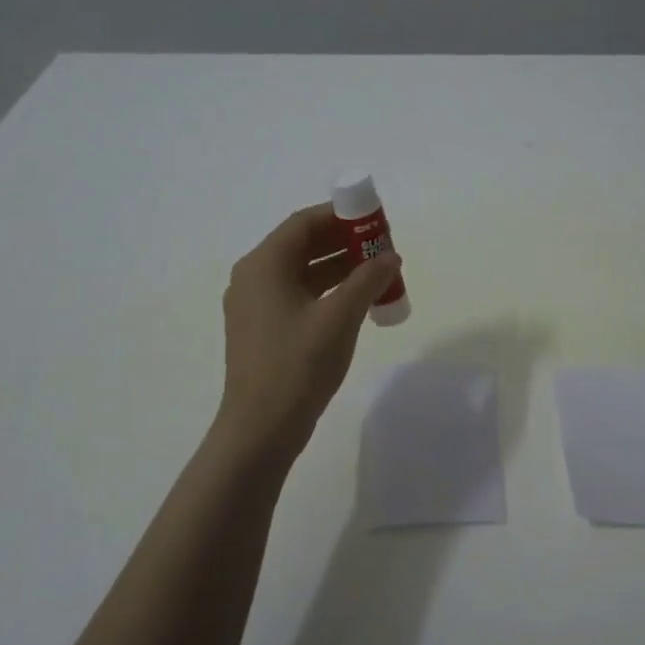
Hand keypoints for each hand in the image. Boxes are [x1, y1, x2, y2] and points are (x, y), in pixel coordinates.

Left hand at [215, 204, 403, 454]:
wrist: (261, 427)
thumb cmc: (298, 365)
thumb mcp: (340, 318)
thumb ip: (367, 280)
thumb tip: (390, 256)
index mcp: (264, 265)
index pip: (304, 223)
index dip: (342, 216)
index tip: (376, 220)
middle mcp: (254, 277)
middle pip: (302, 245)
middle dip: (343, 242)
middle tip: (382, 247)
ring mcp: (255, 305)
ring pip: (302, 272)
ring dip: (338, 268)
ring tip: (378, 273)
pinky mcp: (263, 329)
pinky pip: (298, 296)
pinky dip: (327, 292)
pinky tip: (356, 302)